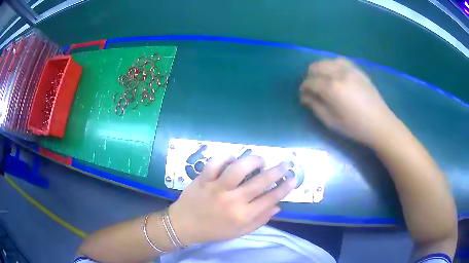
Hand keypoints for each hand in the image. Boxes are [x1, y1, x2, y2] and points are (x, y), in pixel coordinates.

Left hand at [168, 156, 295, 244]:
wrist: (183, 226)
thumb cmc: (213, 231)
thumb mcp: (239, 232)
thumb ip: (259, 220)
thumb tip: (278, 206)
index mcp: (242, 216)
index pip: (270, 198)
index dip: (285, 187)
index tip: (293, 178)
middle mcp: (232, 200)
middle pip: (260, 182)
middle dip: (277, 171)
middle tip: (286, 163)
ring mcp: (216, 188)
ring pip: (238, 168)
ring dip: (253, 161)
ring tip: (260, 160)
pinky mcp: (202, 179)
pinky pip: (216, 163)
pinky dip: (226, 157)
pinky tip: (233, 159)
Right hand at [300, 58, 396, 145]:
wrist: (379, 123)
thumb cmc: (354, 126)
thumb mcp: (331, 121)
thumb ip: (315, 106)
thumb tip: (305, 96)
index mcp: (331, 88)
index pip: (309, 82)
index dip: (303, 88)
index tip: (303, 96)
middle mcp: (338, 73)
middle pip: (316, 66)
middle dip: (310, 76)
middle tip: (313, 88)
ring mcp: (349, 69)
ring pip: (327, 61)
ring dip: (321, 69)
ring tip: (323, 80)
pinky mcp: (358, 70)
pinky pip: (340, 61)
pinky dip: (333, 65)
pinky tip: (335, 74)